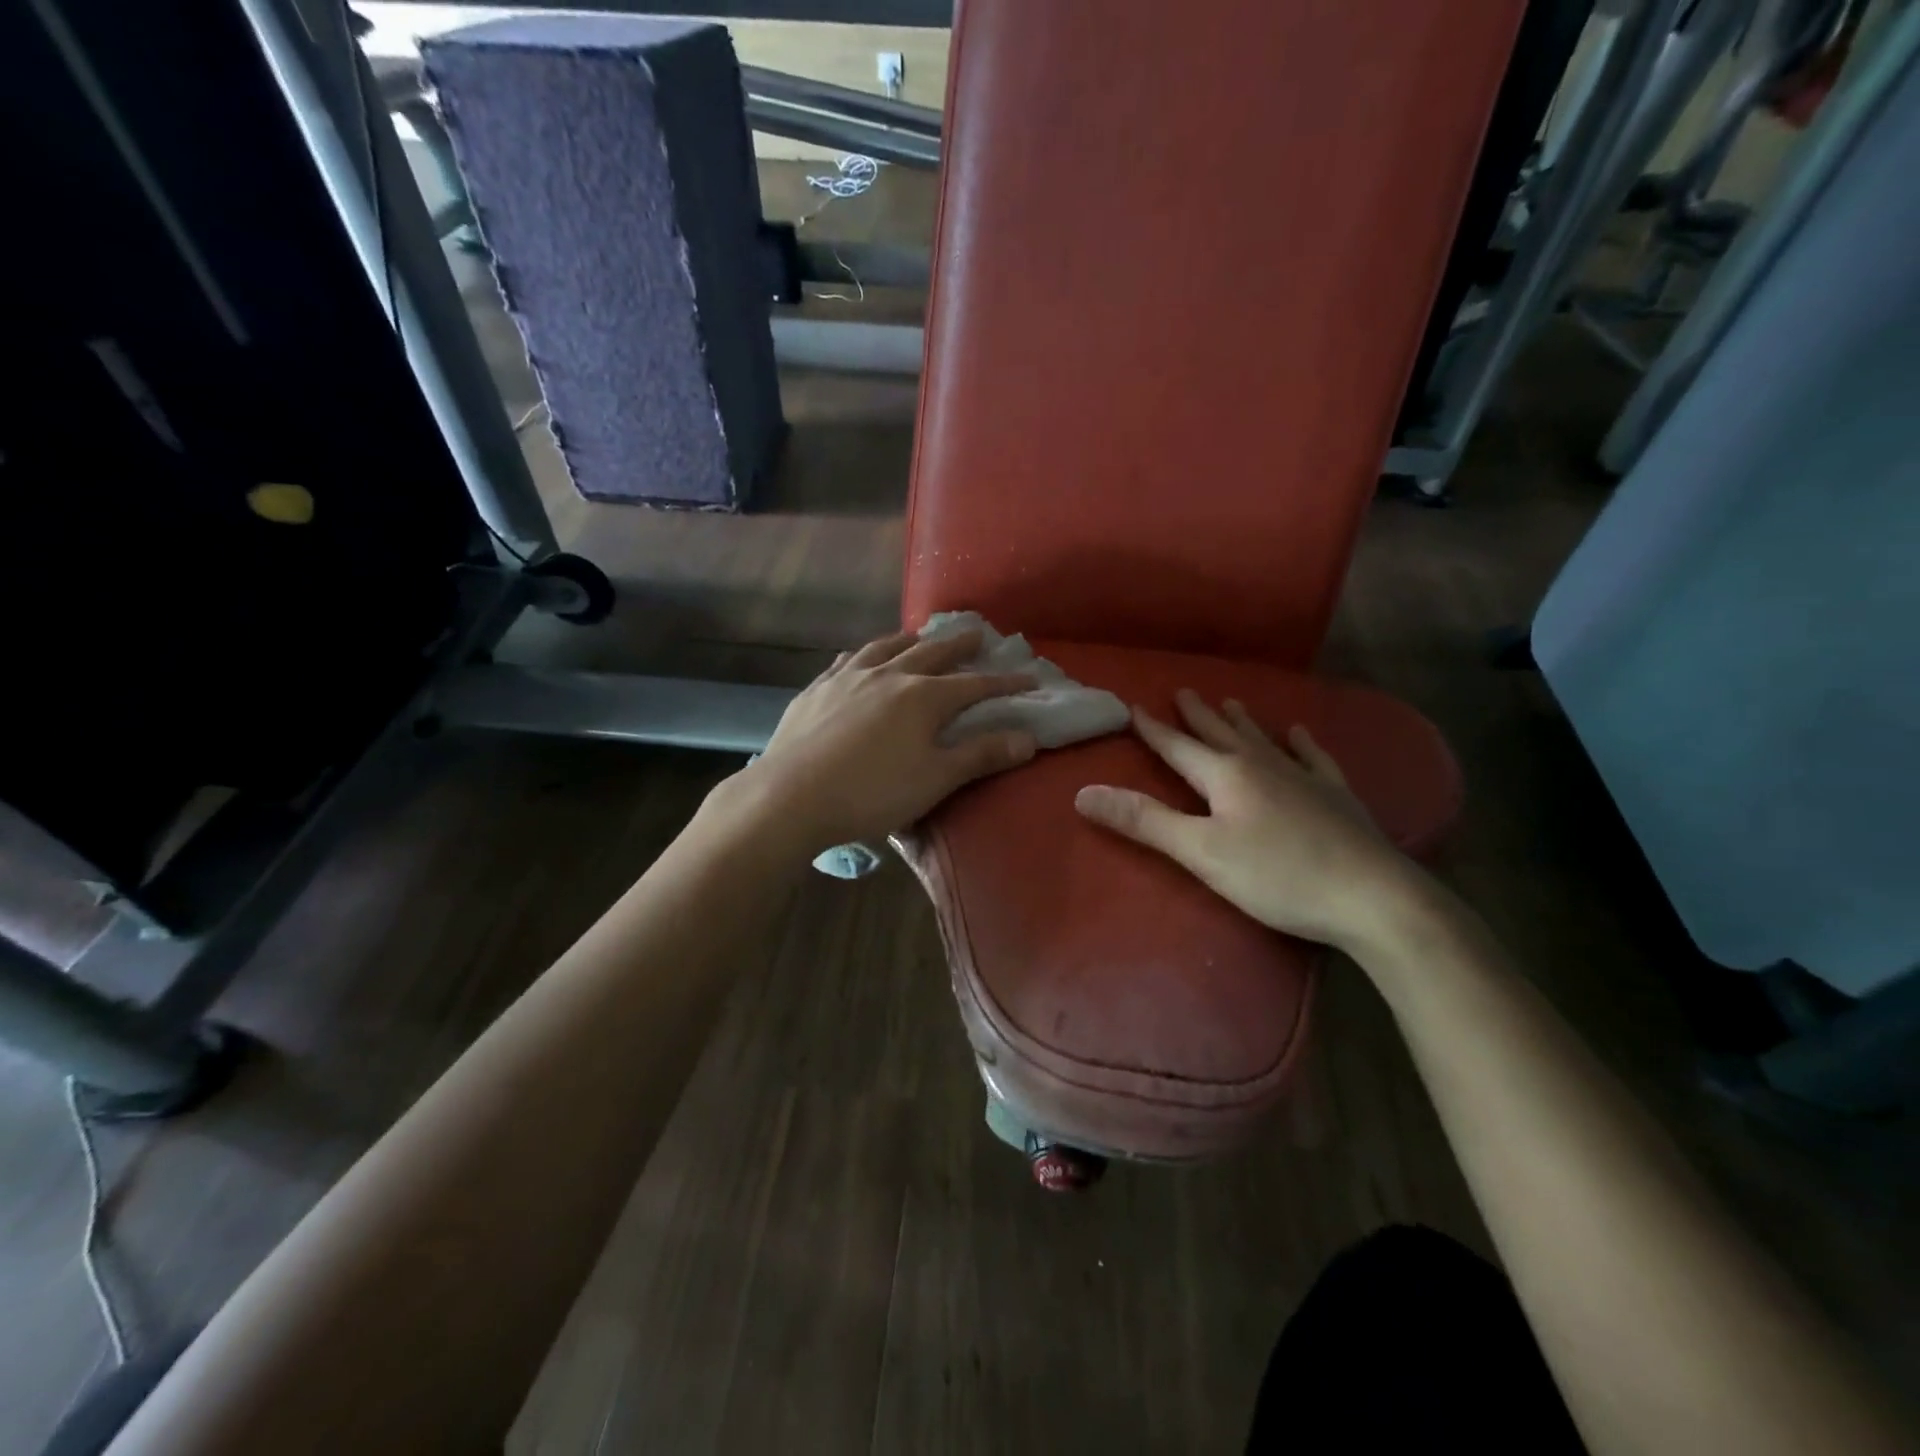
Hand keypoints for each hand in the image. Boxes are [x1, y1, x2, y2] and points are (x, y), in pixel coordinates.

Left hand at [739, 629, 1037, 853]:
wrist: (790, 796)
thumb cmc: (872, 792)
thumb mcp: (935, 779)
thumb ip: (981, 755)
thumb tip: (1028, 737)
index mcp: (923, 697)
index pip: (974, 684)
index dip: (1004, 683)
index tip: (1029, 679)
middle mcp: (888, 675)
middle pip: (932, 653)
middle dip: (959, 645)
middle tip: (978, 634)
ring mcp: (848, 678)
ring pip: (886, 647)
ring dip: (910, 639)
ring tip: (921, 634)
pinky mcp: (817, 689)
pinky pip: (848, 660)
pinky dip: (866, 653)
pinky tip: (863, 656)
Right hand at [1074, 690, 1425, 950]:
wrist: (1372, 897)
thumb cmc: (1276, 876)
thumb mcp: (1200, 852)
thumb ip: (1144, 821)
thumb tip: (1083, 793)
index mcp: (1226, 776)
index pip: (1179, 747)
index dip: (1154, 729)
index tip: (1134, 706)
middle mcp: (1263, 765)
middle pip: (1221, 734)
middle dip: (1197, 715)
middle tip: (1183, 691)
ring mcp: (1304, 778)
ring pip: (1264, 740)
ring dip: (1243, 721)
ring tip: (1231, 700)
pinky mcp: (1336, 797)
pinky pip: (1314, 758)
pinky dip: (1302, 743)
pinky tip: (1300, 732)